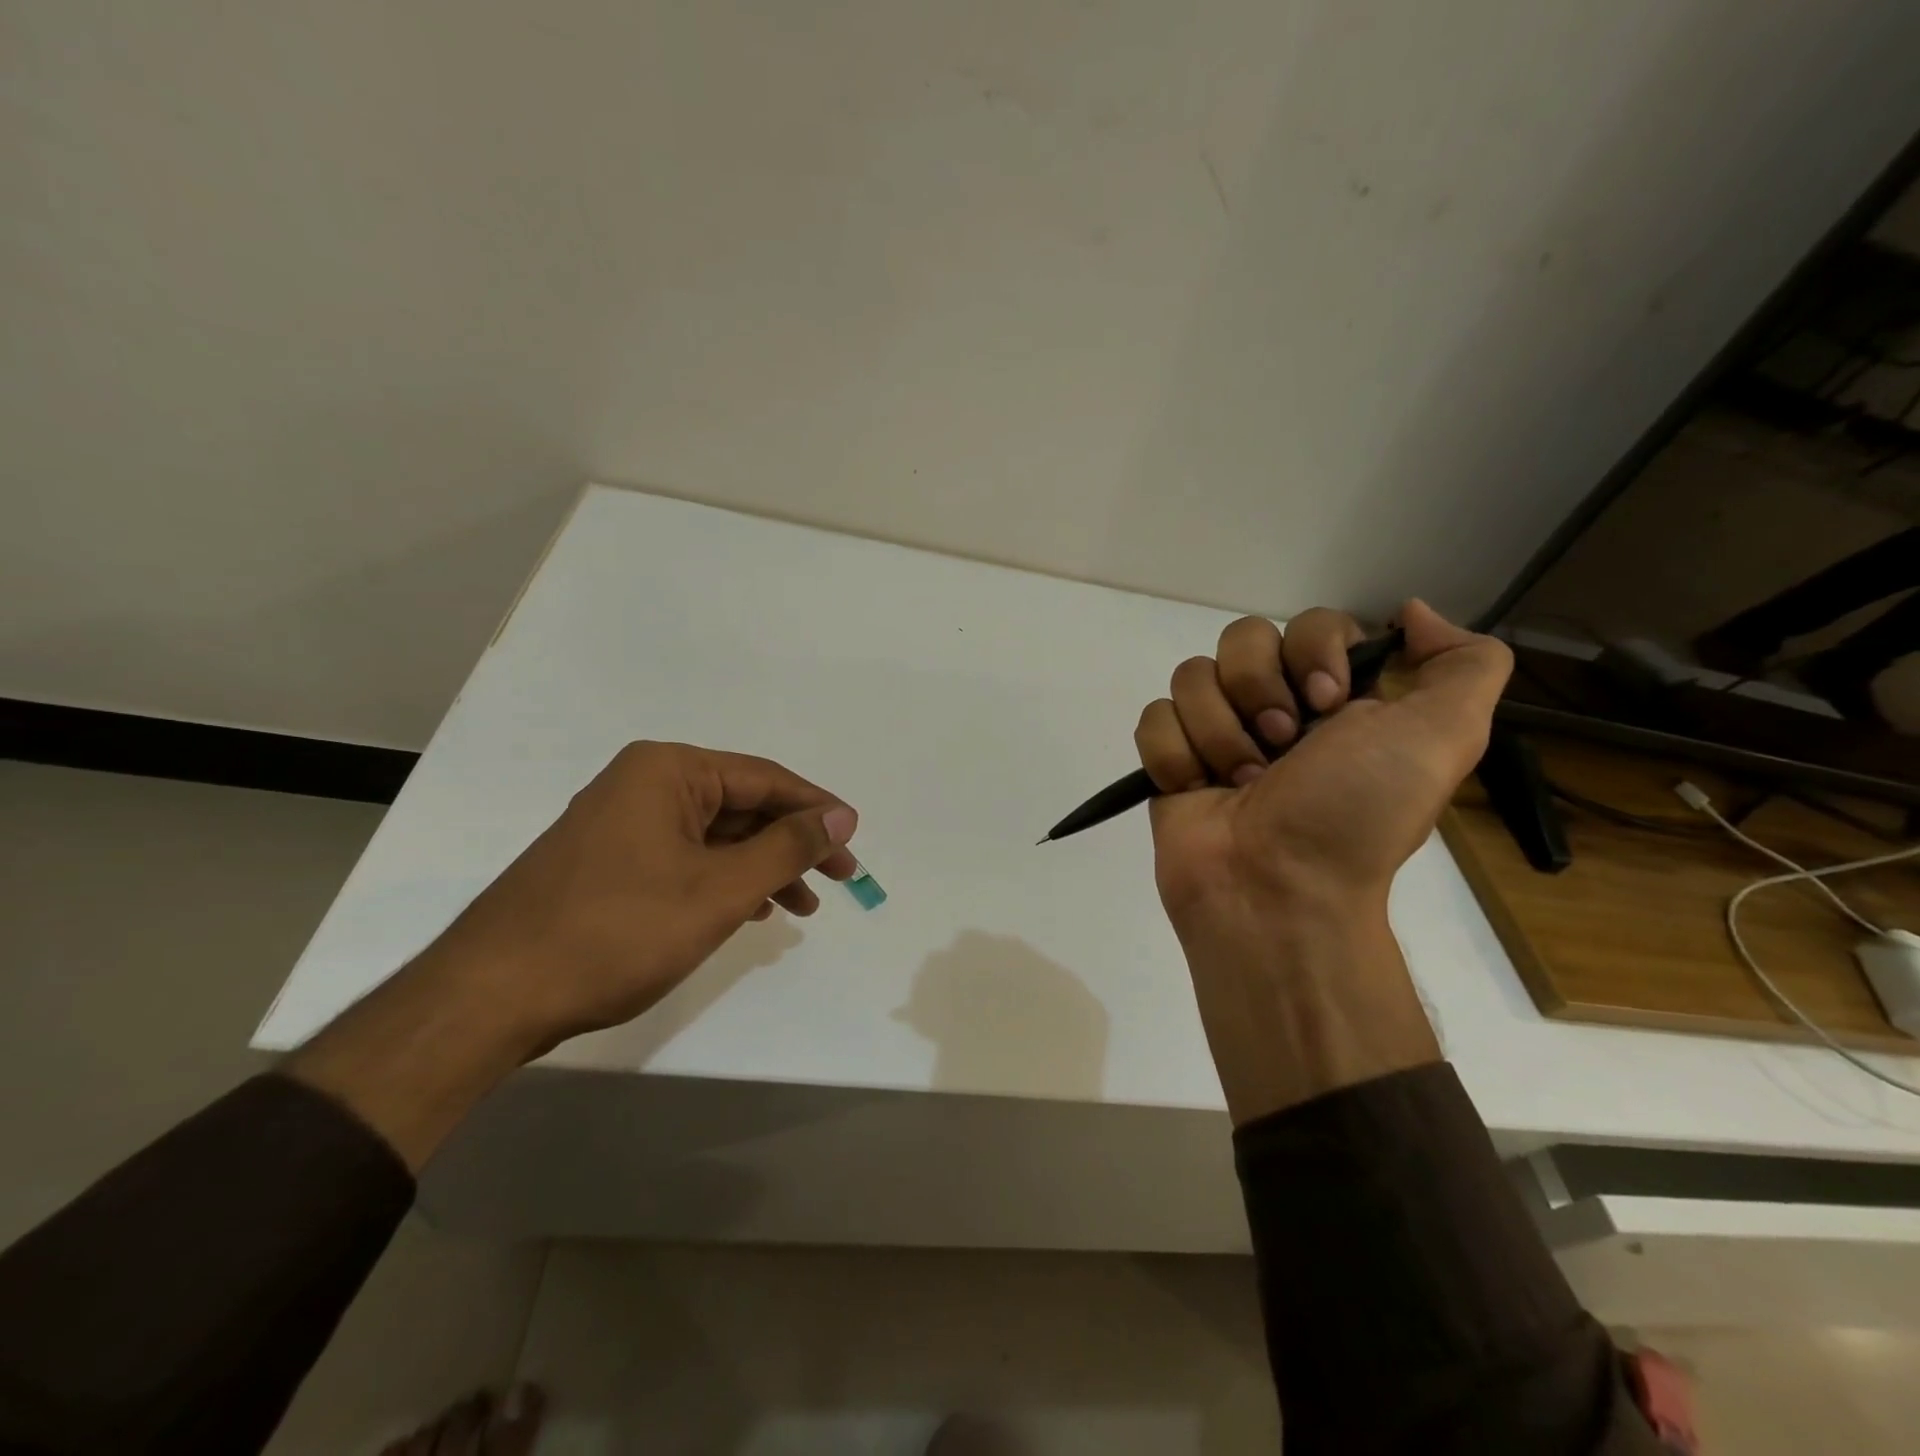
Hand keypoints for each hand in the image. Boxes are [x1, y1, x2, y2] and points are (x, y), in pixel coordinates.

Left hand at [288, 742, 858, 1167]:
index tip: (854, 843)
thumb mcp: (719, 889)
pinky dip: (723, 881)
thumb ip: (786, 847)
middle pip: (741, 805)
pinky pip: (685, 858)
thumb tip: (841, 815)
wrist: (491, 996)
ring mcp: (621, 824)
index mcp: (668, 771)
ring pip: (714, 836)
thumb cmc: (618, 931)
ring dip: (761, 867)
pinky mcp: (608, 862)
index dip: (816, 810)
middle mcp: (643, 784)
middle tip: (836, 880)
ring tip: (801, 906)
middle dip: (791, 844)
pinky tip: (749, 909)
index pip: (765, 778)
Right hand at [1136, 600, 1509, 925]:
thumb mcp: (1444, 737)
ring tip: (1240, 783)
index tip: (1327, 704)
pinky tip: (1198, 789)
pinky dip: (1176, 755)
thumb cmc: (1355, 815)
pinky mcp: (1171, 760)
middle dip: (1259, 692)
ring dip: (1219, 732)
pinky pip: (1154, 718)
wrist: (1277, 891)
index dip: (1312, 651)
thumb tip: (1410, 612)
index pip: (1309, 623)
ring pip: (1191, 676)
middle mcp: (1275, 707)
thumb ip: (1465, 664)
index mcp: (1335, 697)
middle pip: (1241, 639)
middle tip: (1281, 748)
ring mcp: (1217, 733)